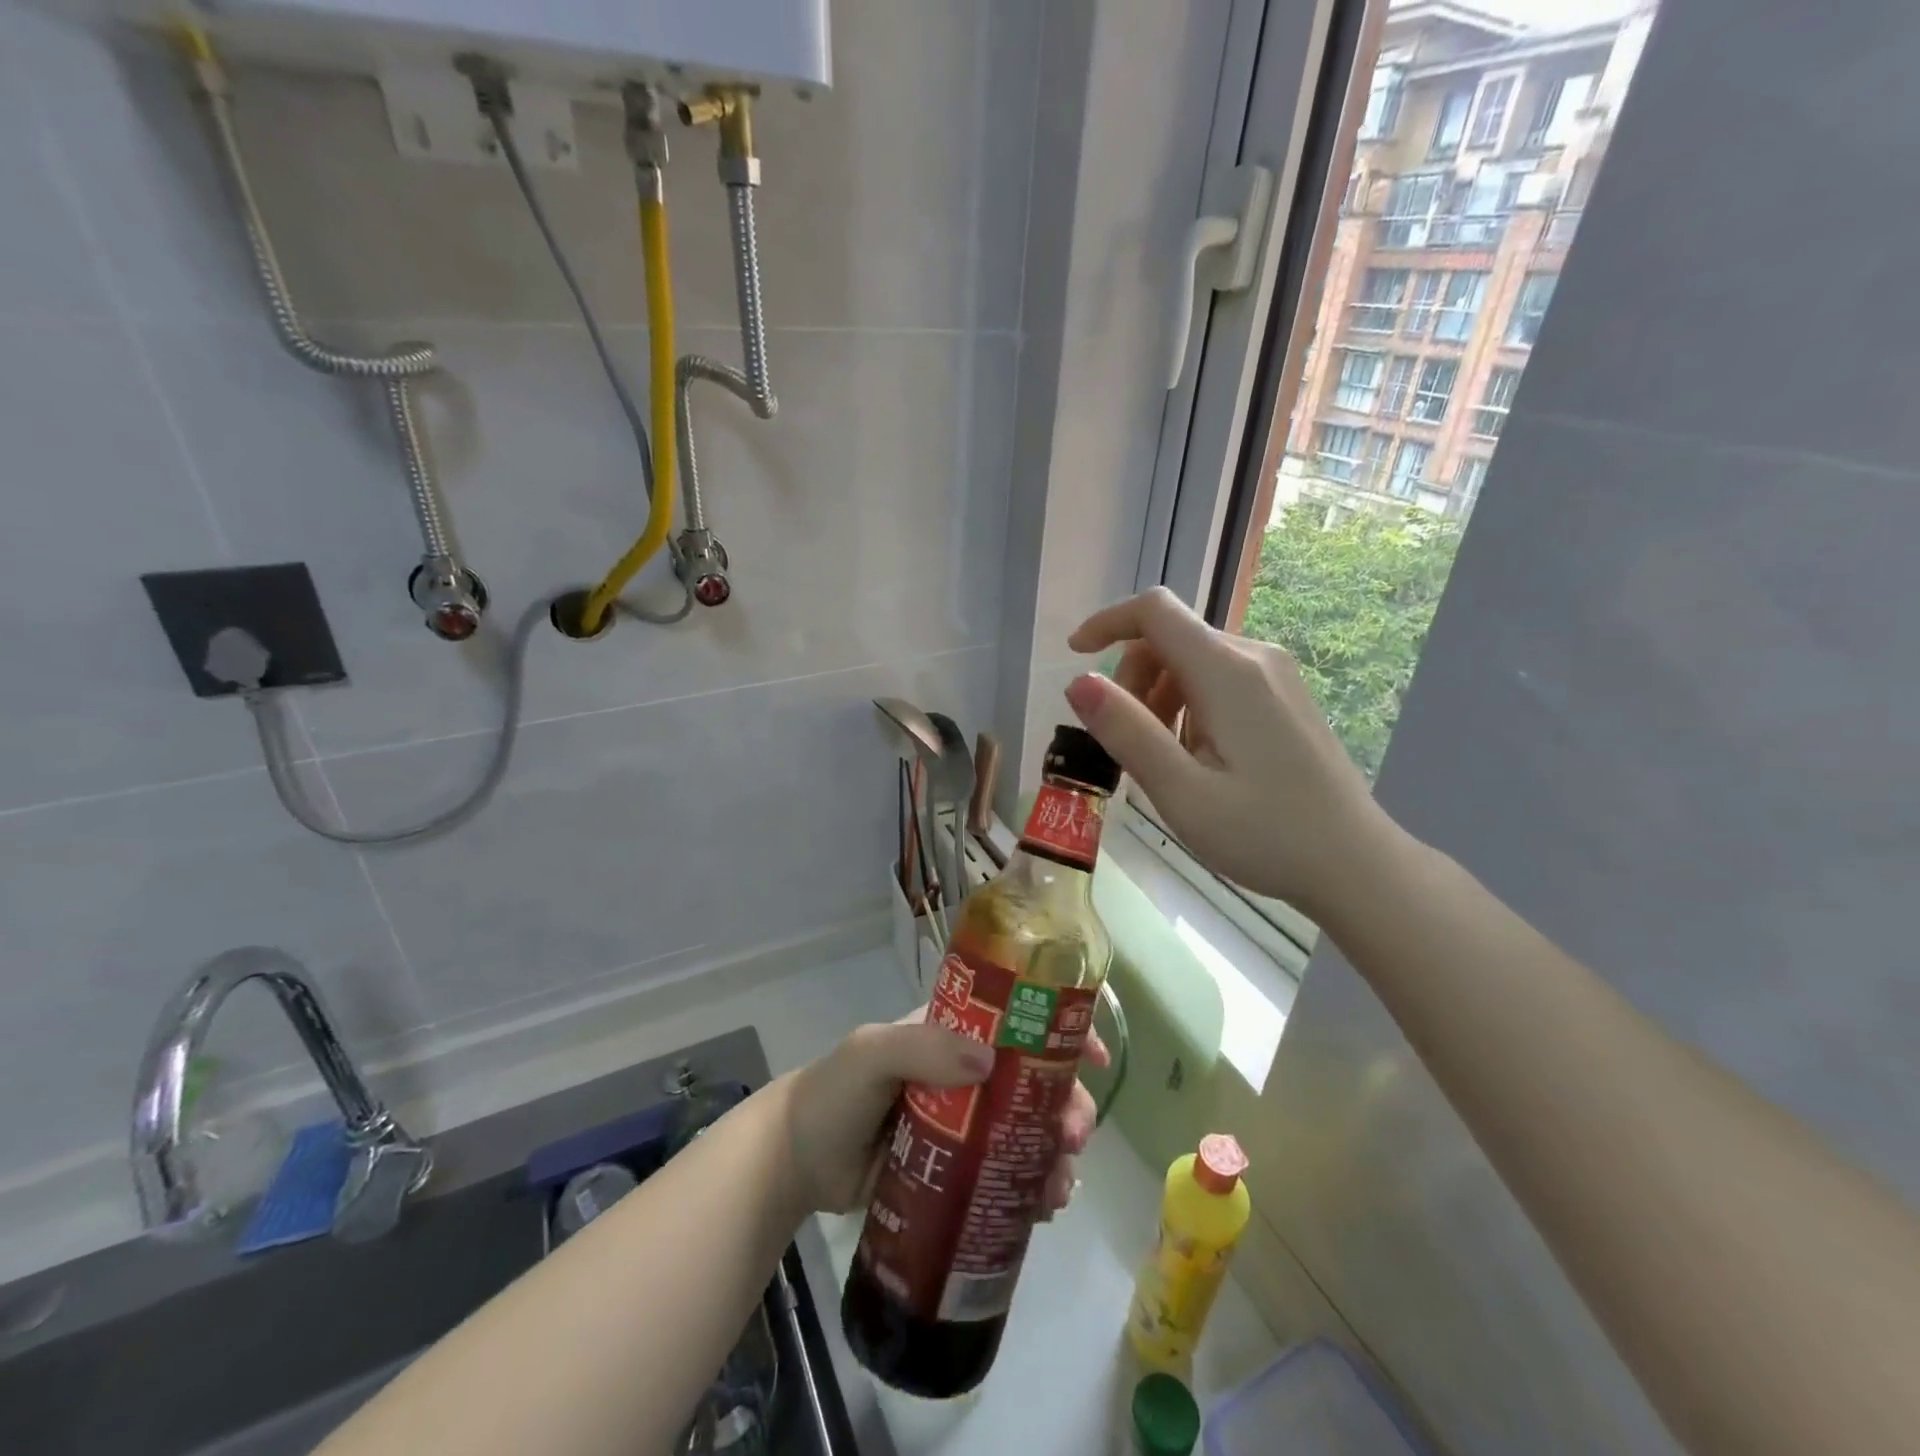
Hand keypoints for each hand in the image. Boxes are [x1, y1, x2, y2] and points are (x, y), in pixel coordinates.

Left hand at [783, 1016, 1105, 1215]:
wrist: (797, 1164)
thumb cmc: (834, 1093)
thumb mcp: (871, 1053)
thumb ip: (921, 1047)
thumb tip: (989, 1061)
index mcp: (954, 1033)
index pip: (1018, 1018)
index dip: (1061, 1029)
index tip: (1093, 1056)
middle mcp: (968, 1073)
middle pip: (1035, 1082)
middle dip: (1066, 1105)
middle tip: (1073, 1139)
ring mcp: (967, 1126)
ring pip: (1028, 1133)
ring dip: (1055, 1154)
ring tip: (1057, 1188)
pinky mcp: (959, 1173)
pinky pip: (1006, 1177)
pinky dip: (1032, 1190)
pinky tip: (1041, 1211)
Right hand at [1065, 586, 1396, 915]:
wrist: (1355, 863)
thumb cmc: (1265, 834)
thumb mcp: (1181, 792)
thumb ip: (1127, 732)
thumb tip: (1078, 683)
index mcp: (1229, 672)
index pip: (1155, 612)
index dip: (1107, 623)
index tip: (1074, 657)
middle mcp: (1255, 657)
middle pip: (1171, 638)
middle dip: (1132, 679)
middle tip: (1125, 744)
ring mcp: (1276, 675)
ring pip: (1193, 661)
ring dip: (1159, 698)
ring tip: (1163, 762)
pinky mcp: (1285, 695)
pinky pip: (1219, 680)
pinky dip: (1188, 706)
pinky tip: (1197, 759)